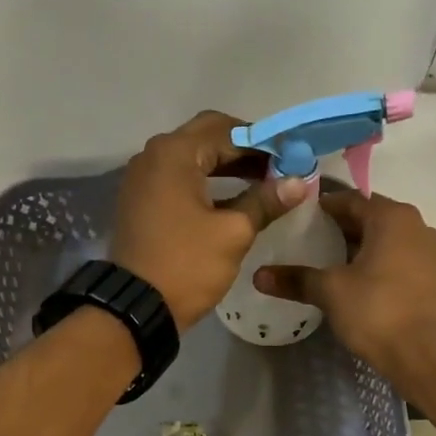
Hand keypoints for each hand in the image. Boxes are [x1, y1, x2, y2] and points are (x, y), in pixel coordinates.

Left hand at [111, 110, 309, 327]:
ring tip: (262, 184)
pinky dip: (204, 182)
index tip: (292, 159)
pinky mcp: (140, 200)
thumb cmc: (187, 265)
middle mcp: (153, 155)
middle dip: (244, 150)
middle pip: (206, 137)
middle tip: (278, 169)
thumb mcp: (233, 233)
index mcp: (175, 153)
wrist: (136, 306)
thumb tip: (299, 181)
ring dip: (225, 165)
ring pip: (191, 158)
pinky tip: (231, 199)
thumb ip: (265, 201)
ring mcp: (142, 178)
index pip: (228, 129)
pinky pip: (177, 178)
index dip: (264, 142)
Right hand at [254, 191, 435, 379]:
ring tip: (324, 261)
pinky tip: (351, 282)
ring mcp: (428, 252)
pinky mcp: (431, 278)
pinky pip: (396, 258)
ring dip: (356, 247)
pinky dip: (373, 263)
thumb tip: (258, 276)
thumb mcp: (330, 291)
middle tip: (305, 240)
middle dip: (338, 228)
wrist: (424, 355)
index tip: (296, 218)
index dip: (321, 207)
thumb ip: (296, 279)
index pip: (350, 200)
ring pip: (383, 239)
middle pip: (368, 217)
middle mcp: (415, 226)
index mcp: (393, 217)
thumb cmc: (377, 311)